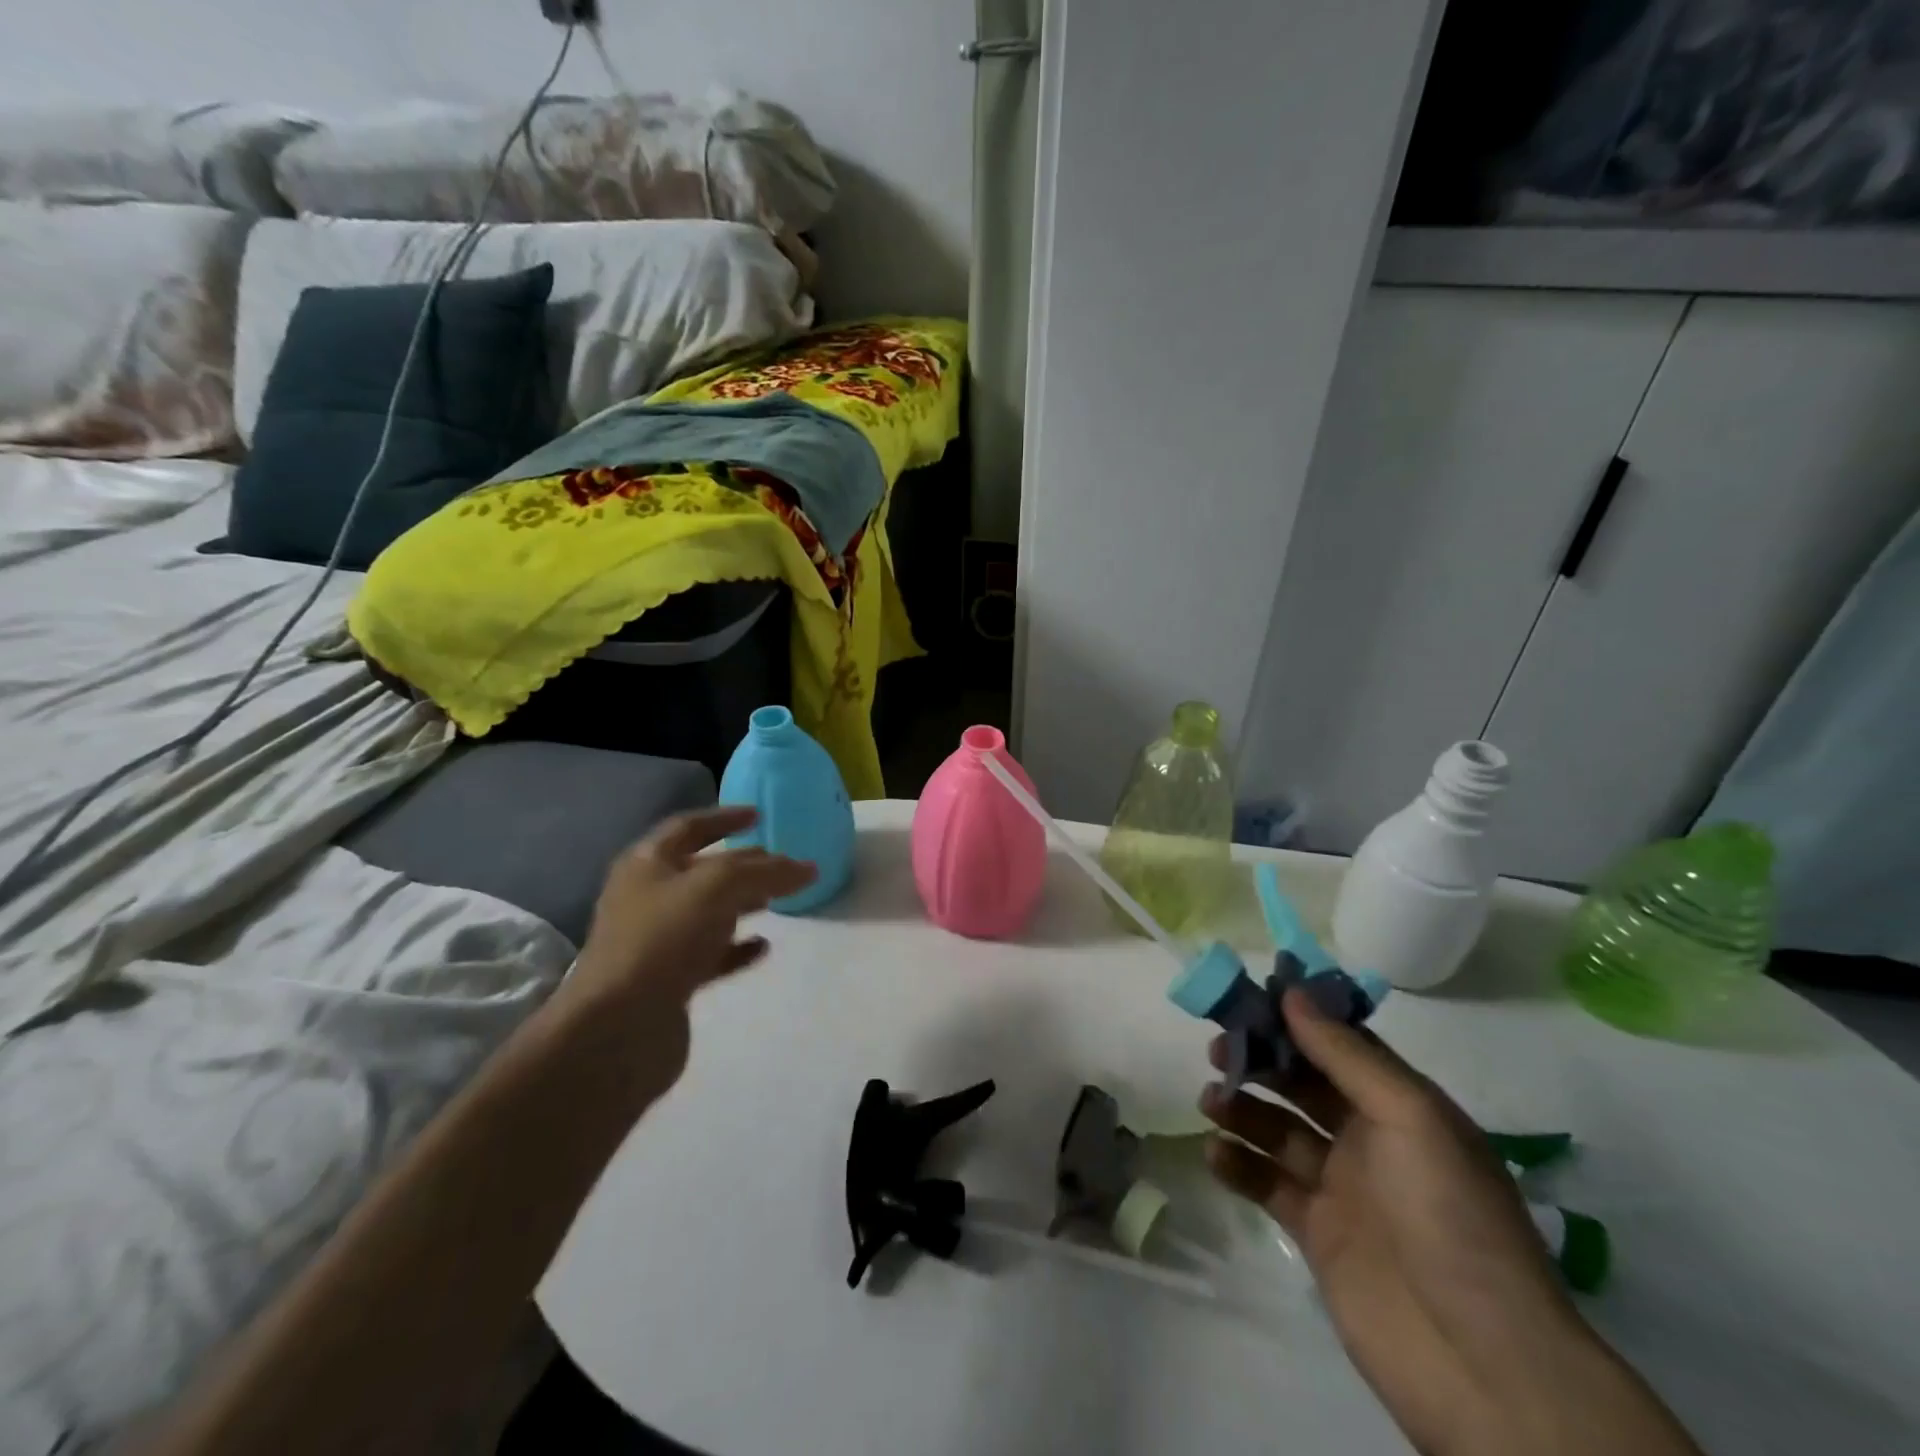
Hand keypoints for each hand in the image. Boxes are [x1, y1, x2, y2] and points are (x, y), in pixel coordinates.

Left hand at [550, 807, 814, 1093]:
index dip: (725, 818)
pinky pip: (710, 955)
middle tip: (779, 864)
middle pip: (700, 870)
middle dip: (741, 864)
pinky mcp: (668, 982)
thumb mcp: (718, 887)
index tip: (760, 815)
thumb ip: (764, 872)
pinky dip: (737, 948)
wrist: (619, 1029)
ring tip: (777, 902)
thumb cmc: (663, 939)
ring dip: (741, 904)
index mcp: (646, 864)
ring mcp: (656, 942)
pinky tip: (763, 947)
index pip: (689, 827)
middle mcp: (647, 898)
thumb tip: (807, 867)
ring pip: (707, 913)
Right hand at [1201, 990, 1699, 1455]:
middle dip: (1260, 1061)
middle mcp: (1370, 1139)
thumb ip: (1347, 1054)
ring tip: (1210, 1101)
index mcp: (1401, 1107)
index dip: (1295, 1019)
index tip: (1246, 998)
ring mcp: (1342, 1187)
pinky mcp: (1316, 1232)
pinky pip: (1267, 1183)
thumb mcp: (1410, 1117)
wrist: (1481, 1363)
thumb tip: (1292, 991)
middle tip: (1216, 1051)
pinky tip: (1215, 1154)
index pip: (1340, 1045)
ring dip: (1242, 1109)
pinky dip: (1238, 1165)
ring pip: (1278, 1130)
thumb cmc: (1450, 1217)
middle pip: (1302, 1083)